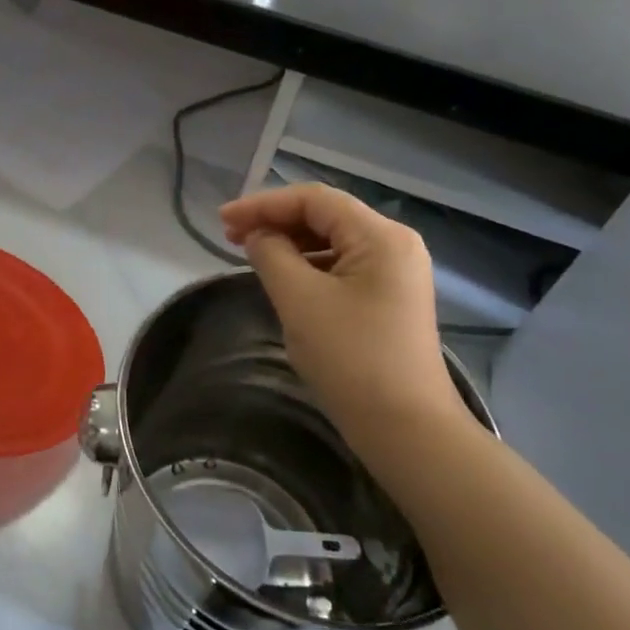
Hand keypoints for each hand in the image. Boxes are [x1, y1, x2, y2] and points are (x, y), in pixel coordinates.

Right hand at [219, 184, 467, 439]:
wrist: (406, 429)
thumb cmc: (351, 359)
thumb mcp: (300, 300)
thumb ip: (271, 255)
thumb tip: (258, 236)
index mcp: (381, 236)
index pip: (314, 200)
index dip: (264, 204)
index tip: (223, 221)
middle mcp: (395, 245)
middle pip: (326, 216)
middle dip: (275, 221)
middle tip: (230, 236)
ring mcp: (396, 273)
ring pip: (333, 242)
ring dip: (290, 243)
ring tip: (250, 254)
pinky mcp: (390, 299)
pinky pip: (342, 267)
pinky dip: (308, 266)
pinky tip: (283, 278)